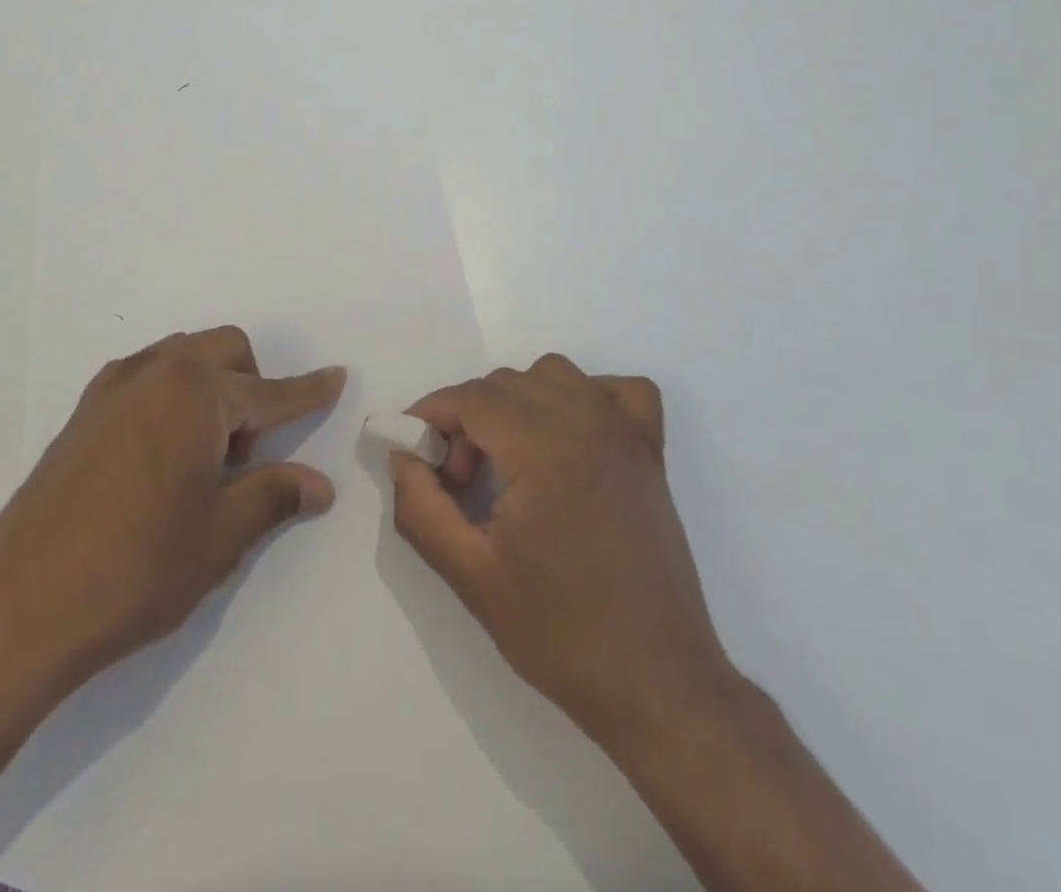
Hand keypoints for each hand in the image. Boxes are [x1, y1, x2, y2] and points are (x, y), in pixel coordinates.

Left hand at [0, 326, 344, 702]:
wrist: (17, 610)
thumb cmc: (136, 570)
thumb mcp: (220, 537)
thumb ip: (274, 496)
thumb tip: (321, 484)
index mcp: (196, 395)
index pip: (270, 392)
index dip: (308, 391)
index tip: (336, 376)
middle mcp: (155, 374)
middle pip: (224, 350)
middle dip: (251, 386)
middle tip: (244, 455)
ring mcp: (112, 389)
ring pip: (182, 358)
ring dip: (209, 388)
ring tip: (201, 460)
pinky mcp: (83, 412)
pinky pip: (145, 378)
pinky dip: (171, 396)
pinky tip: (161, 457)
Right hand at [388, 354, 741, 747]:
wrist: (657, 685)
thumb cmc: (560, 632)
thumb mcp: (469, 575)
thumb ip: (421, 507)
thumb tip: (403, 456)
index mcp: (544, 449)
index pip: (470, 398)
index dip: (430, 417)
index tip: (414, 455)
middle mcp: (587, 423)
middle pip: (504, 383)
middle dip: (466, 419)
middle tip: (458, 481)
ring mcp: (626, 433)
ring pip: (553, 375)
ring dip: (516, 402)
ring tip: (508, 460)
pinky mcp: (651, 451)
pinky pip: (617, 390)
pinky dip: (586, 397)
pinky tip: (570, 438)